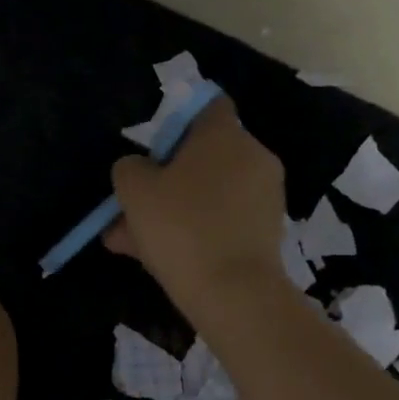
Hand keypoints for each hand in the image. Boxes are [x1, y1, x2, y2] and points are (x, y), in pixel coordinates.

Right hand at [105, 97, 287, 311]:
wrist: (234, 294)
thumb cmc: (181, 228)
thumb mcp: (134, 191)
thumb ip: (130, 168)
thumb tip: (138, 168)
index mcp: (224, 135)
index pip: (207, 106)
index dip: (177, 122)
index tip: (154, 151)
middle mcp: (253, 156)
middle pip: (204, 157)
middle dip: (167, 180)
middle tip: (134, 207)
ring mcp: (265, 196)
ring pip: (209, 195)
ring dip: (175, 211)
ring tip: (133, 243)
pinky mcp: (269, 232)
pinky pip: (224, 221)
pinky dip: (197, 233)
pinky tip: (161, 259)